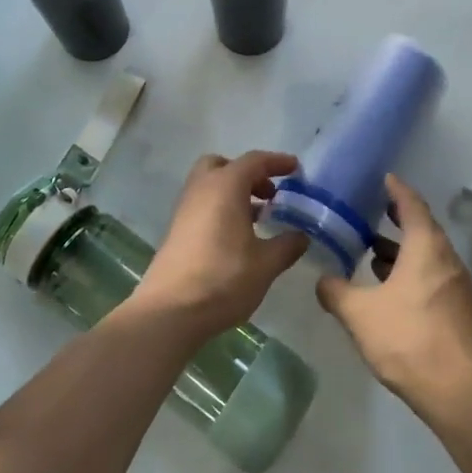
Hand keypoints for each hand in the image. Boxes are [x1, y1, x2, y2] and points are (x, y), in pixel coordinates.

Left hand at [134, 152, 308, 337]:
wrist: (170, 311)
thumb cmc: (223, 279)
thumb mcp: (266, 264)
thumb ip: (287, 245)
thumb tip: (302, 236)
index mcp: (225, 186)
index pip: (254, 161)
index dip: (277, 162)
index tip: (295, 169)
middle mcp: (202, 189)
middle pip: (224, 165)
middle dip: (248, 173)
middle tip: (269, 194)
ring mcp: (185, 209)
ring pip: (210, 185)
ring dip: (234, 192)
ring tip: (259, 217)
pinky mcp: (177, 229)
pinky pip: (203, 204)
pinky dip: (221, 208)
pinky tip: (238, 236)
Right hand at [316, 174, 471, 411]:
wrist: (457, 391)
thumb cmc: (408, 338)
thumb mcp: (359, 313)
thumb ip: (336, 292)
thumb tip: (323, 280)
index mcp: (426, 247)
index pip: (412, 204)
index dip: (397, 189)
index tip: (383, 178)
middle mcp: (446, 258)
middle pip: (422, 227)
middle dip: (397, 218)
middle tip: (371, 210)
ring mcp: (456, 284)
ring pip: (427, 254)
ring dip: (402, 248)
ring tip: (372, 250)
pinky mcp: (458, 308)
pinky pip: (432, 275)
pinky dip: (411, 270)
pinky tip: (389, 287)